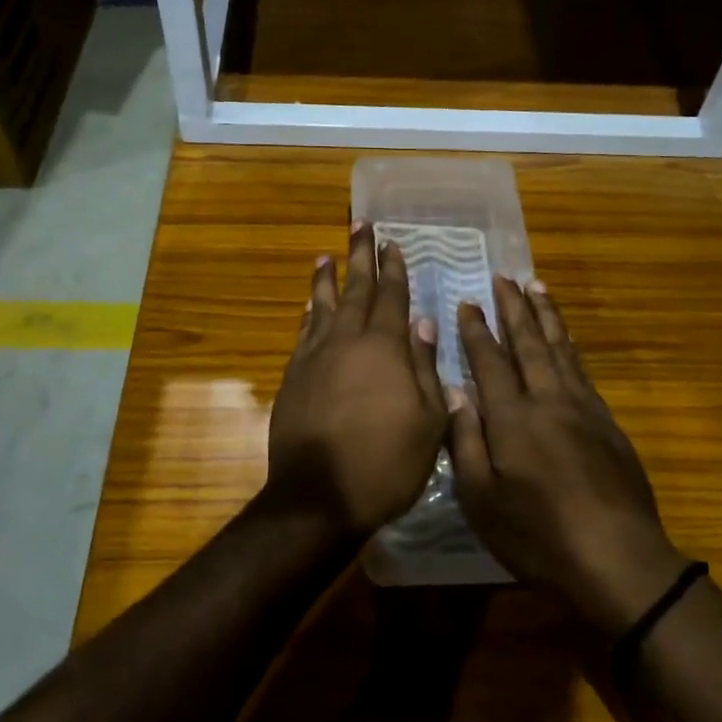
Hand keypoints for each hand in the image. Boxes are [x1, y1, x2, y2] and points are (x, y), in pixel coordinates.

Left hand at [266, 223, 448, 536]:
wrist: (319, 496)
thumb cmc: (386, 463)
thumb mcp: (428, 422)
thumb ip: (425, 368)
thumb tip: (424, 323)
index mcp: (386, 348)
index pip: (392, 298)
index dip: (394, 269)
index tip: (392, 243)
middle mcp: (348, 341)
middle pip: (356, 289)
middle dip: (360, 257)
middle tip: (360, 225)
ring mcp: (315, 357)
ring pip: (323, 305)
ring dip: (327, 278)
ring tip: (328, 255)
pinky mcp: (293, 376)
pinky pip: (303, 332)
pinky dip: (308, 313)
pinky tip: (309, 305)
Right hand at [451, 278, 688, 635]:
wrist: (618, 559)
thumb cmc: (538, 535)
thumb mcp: (482, 499)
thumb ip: (465, 440)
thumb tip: (454, 392)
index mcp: (512, 417)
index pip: (490, 361)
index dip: (477, 331)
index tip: (468, 302)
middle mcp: (547, 400)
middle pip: (528, 343)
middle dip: (514, 308)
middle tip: (504, 277)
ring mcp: (582, 408)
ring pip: (560, 349)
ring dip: (546, 316)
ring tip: (537, 287)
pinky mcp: (606, 422)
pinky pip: (582, 369)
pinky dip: (569, 345)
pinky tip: (565, 339)